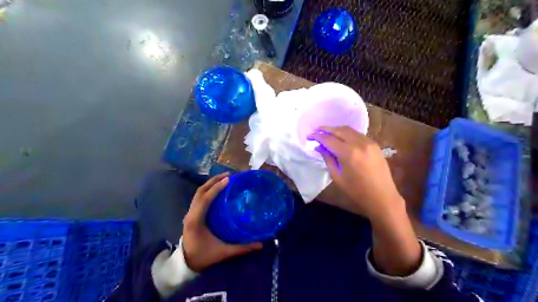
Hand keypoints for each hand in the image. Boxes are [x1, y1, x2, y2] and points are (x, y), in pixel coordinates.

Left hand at [181, 172, 263, 272]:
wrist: (186, 264)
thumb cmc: (204, 256)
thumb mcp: (223, 252)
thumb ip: (242, 248)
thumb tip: (260, 244)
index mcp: (196, 220)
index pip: (205, 199)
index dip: (216, 188)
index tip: (228, 180)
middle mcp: (191, 214)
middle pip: (200, 191)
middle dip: (213, 181)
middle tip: (228, 175)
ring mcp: (189, 213)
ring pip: (198, 193)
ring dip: (210, 184)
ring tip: (224, 178)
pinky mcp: (191, 214)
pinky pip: (199, 198)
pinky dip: (208, 190)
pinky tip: (217, 189)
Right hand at [307, 125, 402, 219]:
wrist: (382, 197)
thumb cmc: (356, 191)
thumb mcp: (337, 177)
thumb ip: (328, 159)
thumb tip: (319, 147)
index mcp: (348, 153)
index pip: (329, 139)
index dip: (317, 137)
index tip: (309, 136)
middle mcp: (359, 143)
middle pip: (339, 130)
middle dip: (326, 129)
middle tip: (316, 130)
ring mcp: (369, 142)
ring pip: (349, 130)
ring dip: (336, 130)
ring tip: (327, 133)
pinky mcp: (375, 144)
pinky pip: (358, 134)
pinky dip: (347, 133)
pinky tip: (341, 138)